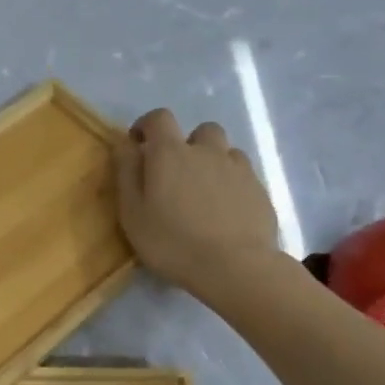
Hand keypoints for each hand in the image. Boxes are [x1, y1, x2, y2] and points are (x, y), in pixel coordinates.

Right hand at [114, 109, 285, 299]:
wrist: (235, 267)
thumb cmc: (172, 241)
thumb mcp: (132, 212)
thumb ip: (126, 172)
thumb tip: (125, 143)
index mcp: (171, 153)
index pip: (159, 118)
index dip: (147, 126)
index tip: (139, 146)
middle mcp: (207, 151)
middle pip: (200, 130)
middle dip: (187, 144)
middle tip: (177, 175)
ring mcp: (238, 168)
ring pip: (225, 151)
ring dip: (212, 162)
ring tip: (203, 193)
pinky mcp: (259, 190)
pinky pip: (242, 175)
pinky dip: (231, 183)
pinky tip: (226, 210)